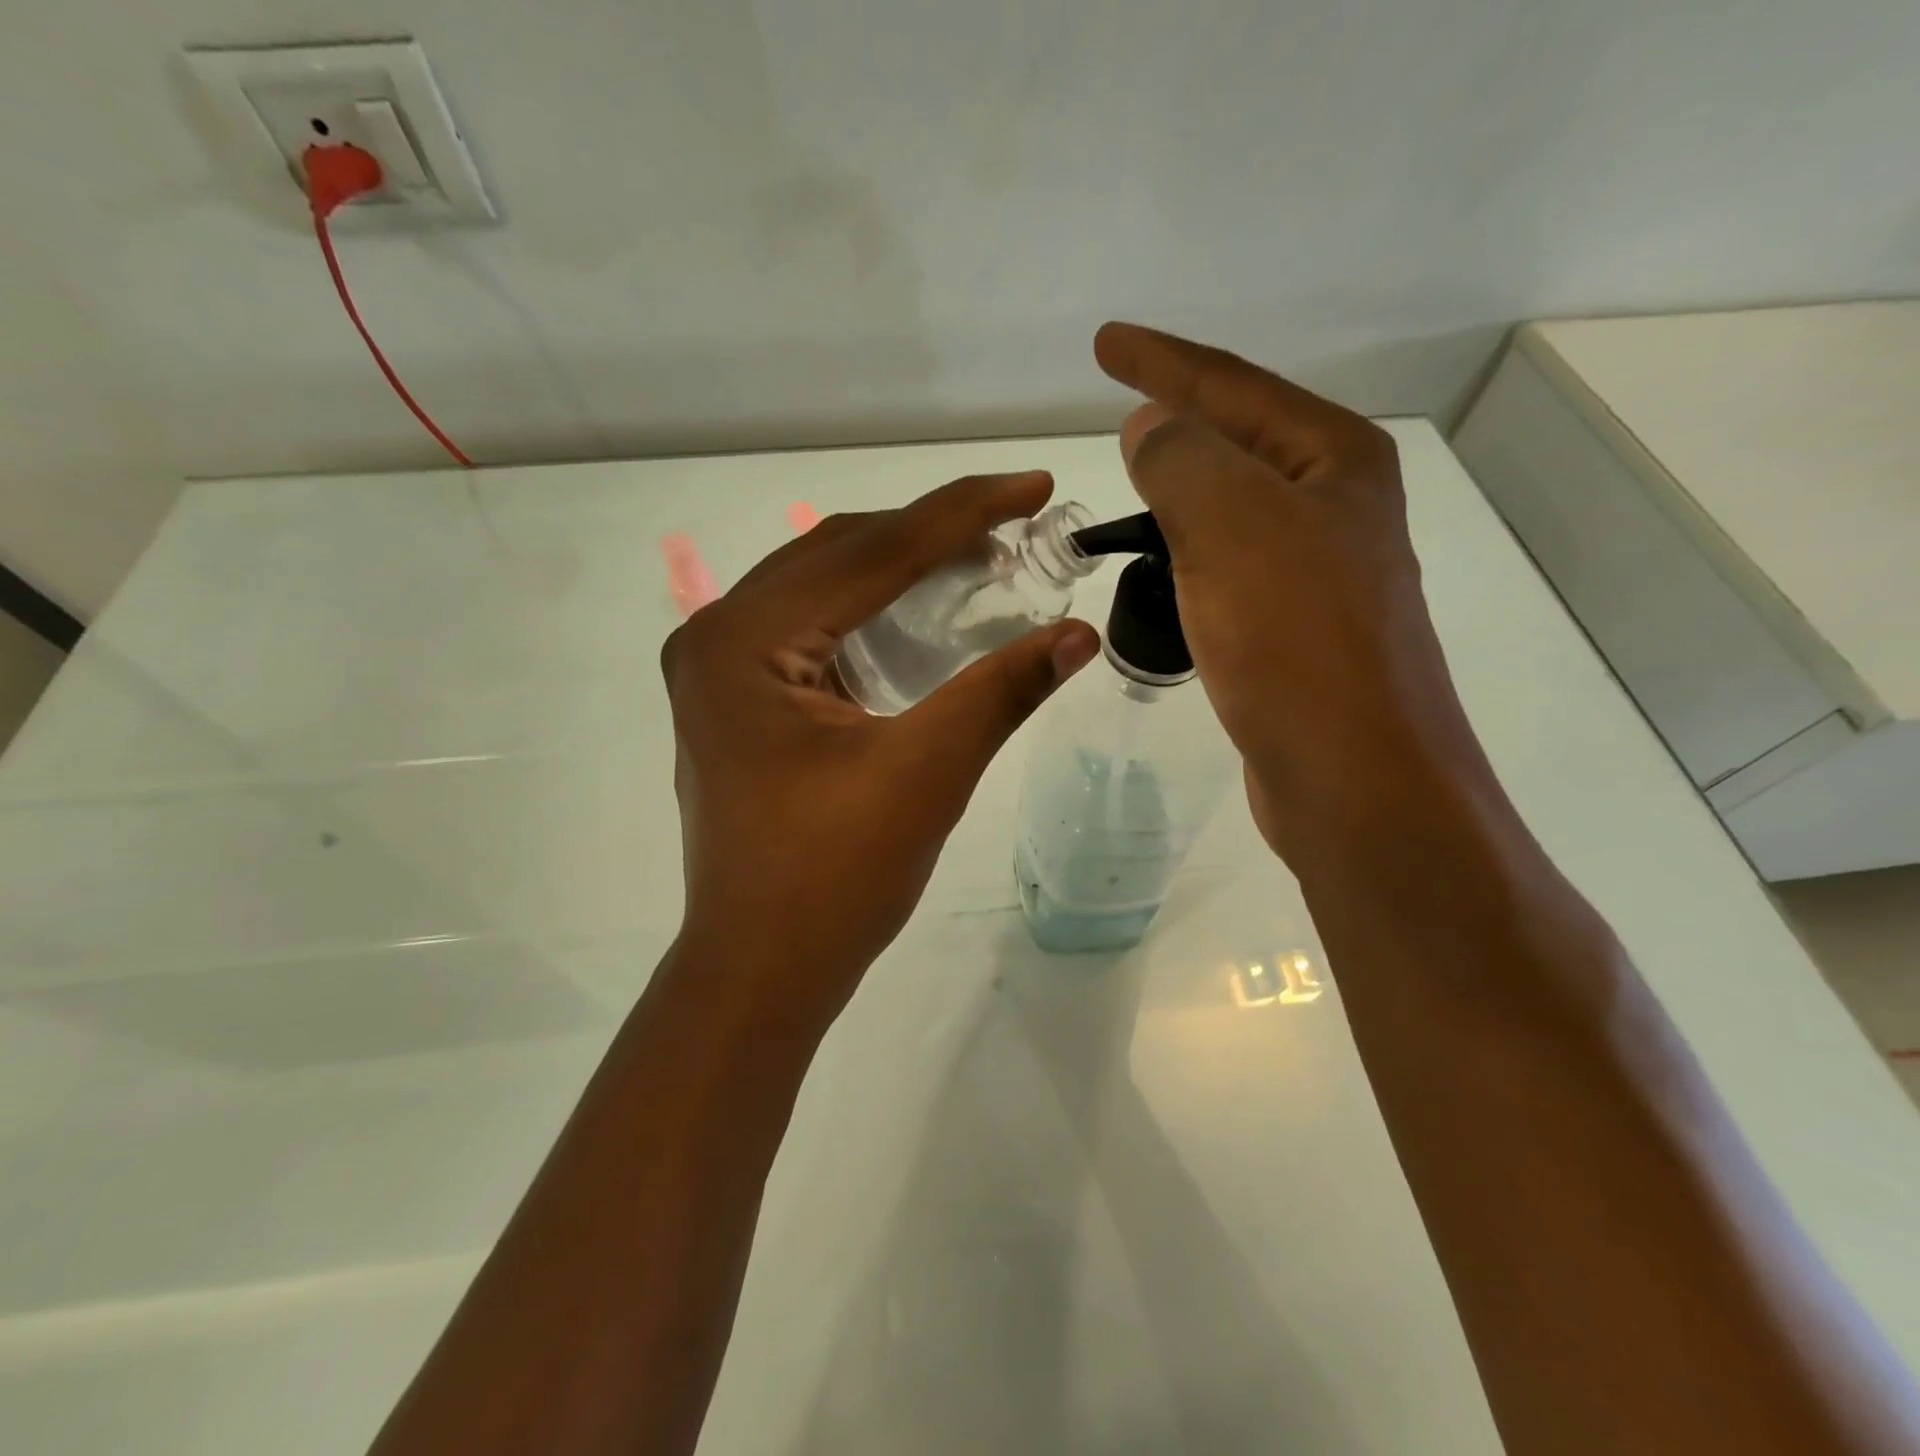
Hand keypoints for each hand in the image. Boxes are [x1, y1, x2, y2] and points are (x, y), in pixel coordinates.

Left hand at [659, 472, 1099, 1021]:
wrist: (761, 968)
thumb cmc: (833, 879)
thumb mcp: (926, 775)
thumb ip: (1000, 691)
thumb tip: (1080, 633)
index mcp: (743, 640)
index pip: (870, 552)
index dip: (962, 513)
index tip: (1035, 486)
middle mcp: (715, 635)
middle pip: (839, 555)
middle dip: (931, 534)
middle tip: (1016, 526)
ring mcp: (718, 668)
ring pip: (823, 586)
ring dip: (900, 567)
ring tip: (979, 560)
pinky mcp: (736, 698)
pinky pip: (810, 626)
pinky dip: (870, 610)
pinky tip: (921, 612)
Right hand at [1093, 323, 1490, 861]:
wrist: (1353, 774)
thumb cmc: (1294, 641)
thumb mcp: (1230, 527)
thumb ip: (1181, 459)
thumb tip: (1150, 428)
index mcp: (1334, 459)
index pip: (1232, 387)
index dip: (1162, 360)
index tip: (1104, 342)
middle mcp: (1338, 503)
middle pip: (1241, 438)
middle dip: (1179, 414)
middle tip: (1121, 399)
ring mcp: (1322, 568)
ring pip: (1235, 504)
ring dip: (1183, 485)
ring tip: (1135, 473)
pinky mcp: (1297, 626)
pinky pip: (1230, 560)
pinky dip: (1191, 547)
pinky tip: (1166, 557)